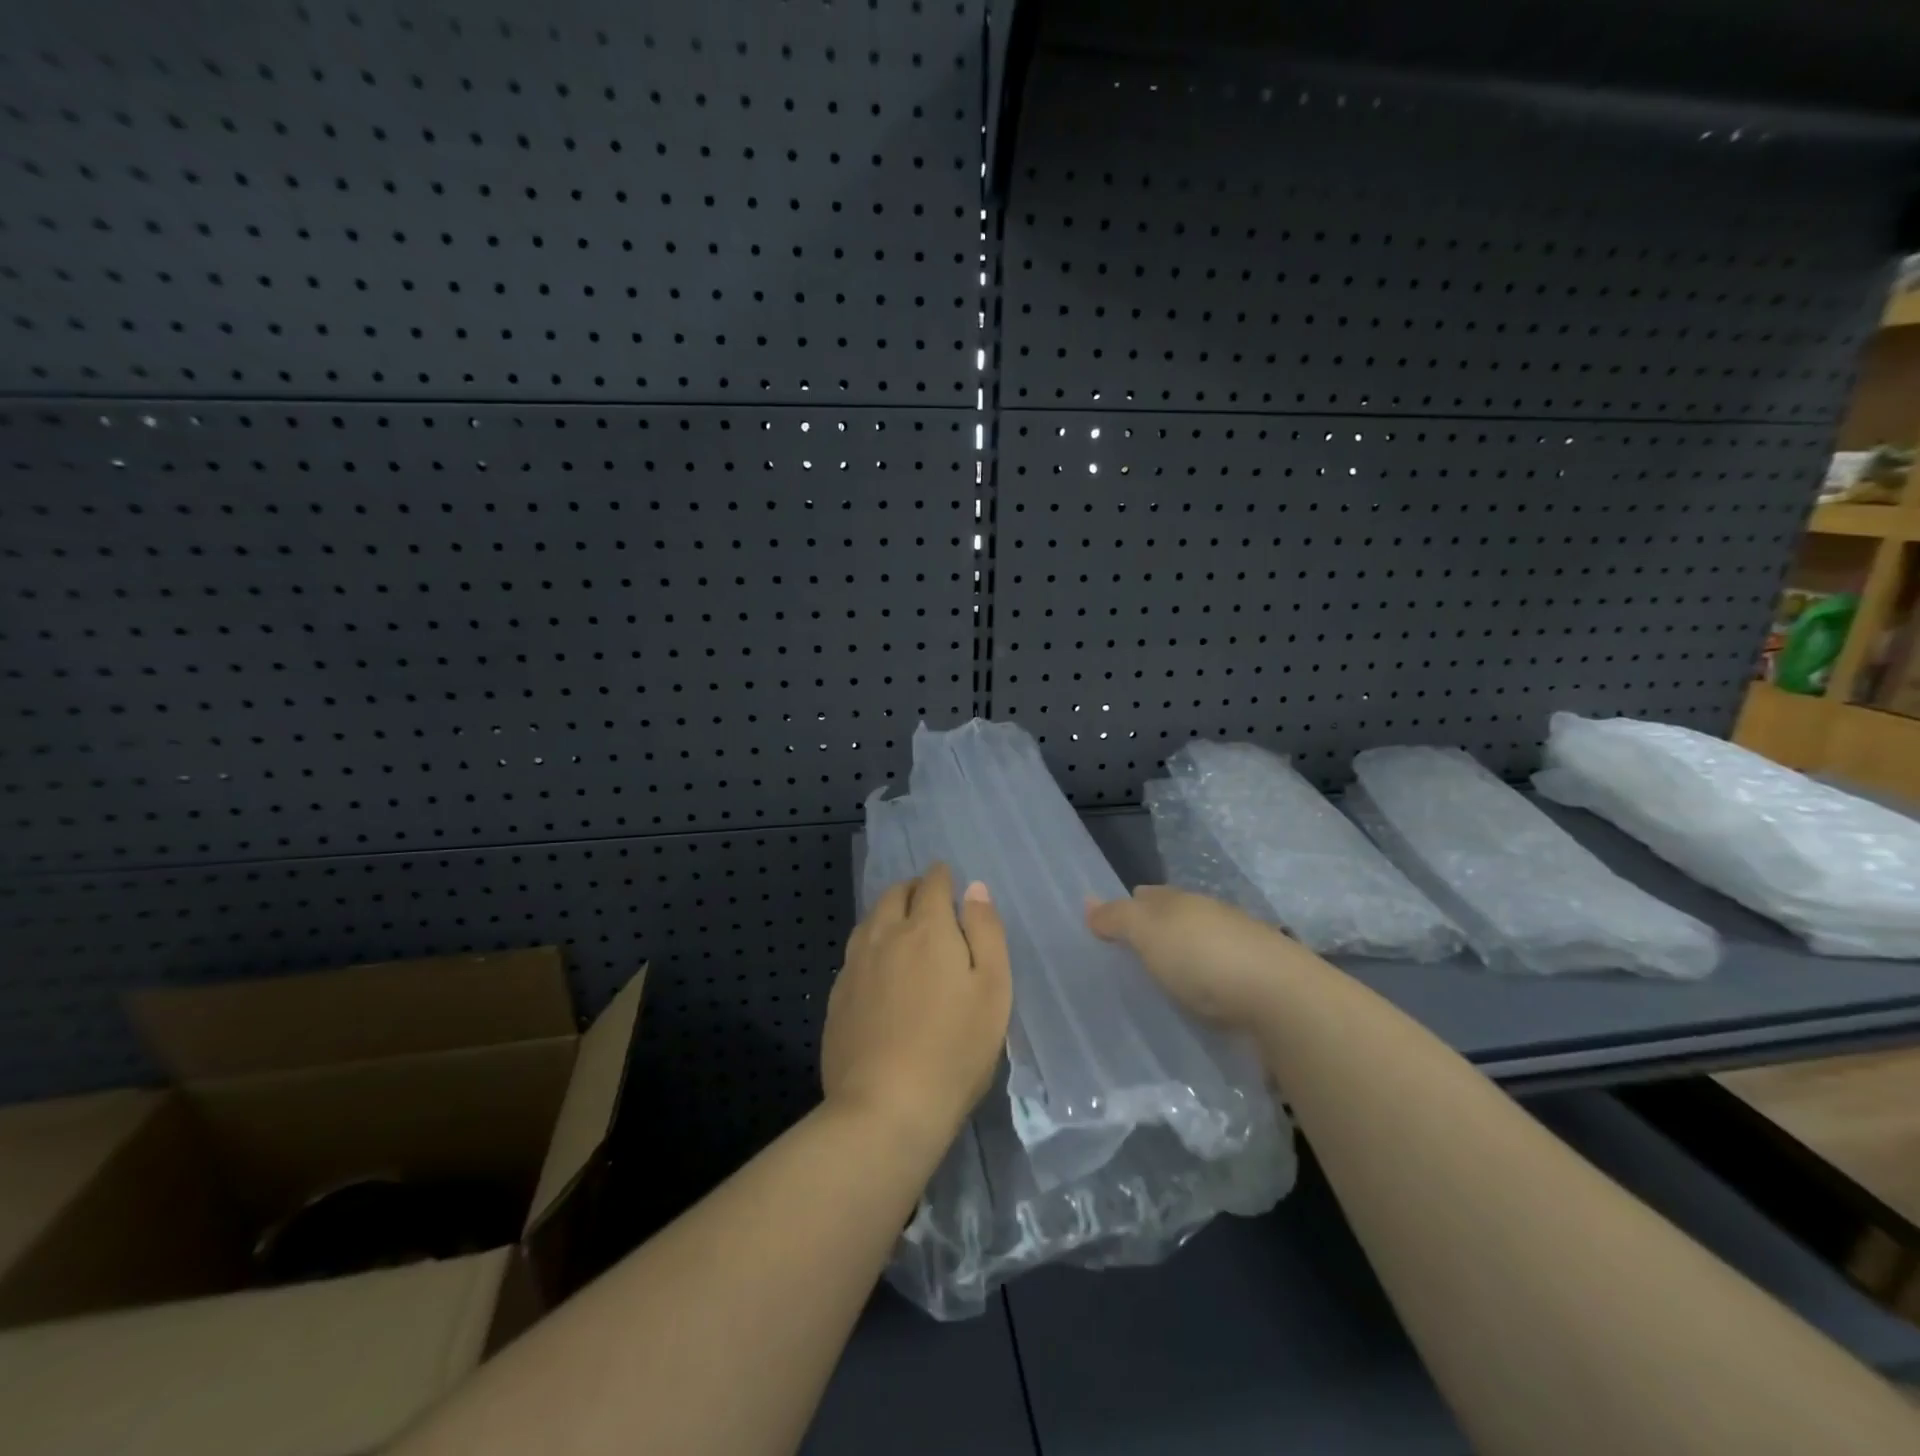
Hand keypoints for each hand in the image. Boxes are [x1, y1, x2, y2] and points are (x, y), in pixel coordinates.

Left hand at [823, 863, 1012, 1147]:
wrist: (885, 1107)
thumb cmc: (954, 1049)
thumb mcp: (993, 989)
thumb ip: (986, 932)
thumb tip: (974, 889)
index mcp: (927, 929)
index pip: (932, 884)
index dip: (942, 876)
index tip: (948, 879)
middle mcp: (885, 936)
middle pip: (895, 895)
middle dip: (913, 890)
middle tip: (928, 901)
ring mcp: (855, 966)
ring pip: (870, 921)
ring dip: (888, 914)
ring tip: (902, 928)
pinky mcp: (837, 996)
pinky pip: (855, 953)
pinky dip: (871, 945)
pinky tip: (878, 968)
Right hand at [1086, 885, 1324, 1031]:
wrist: (1283, 1000)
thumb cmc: (1204, 959)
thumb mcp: (1147, 933)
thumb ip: (1117, 918)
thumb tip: (1088, 901)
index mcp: (1183, 901)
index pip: (1149, 895)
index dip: (1129, 905)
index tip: (1110, 927)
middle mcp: (1213, 916)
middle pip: (1177, 918)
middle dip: (1157, 931)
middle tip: (1131, 956)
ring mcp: (1242, 948)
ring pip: (1203, 946)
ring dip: (1185, 958)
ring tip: (1163, 982)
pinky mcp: (1261, 982)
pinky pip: (1223, 976)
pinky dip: (1209, 983)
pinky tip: (1202, 1000)